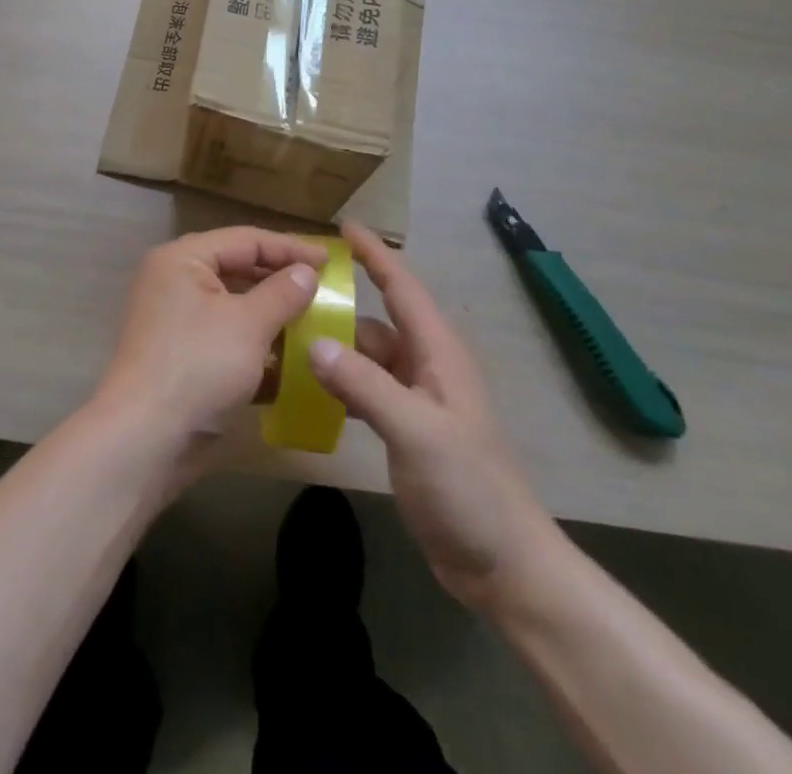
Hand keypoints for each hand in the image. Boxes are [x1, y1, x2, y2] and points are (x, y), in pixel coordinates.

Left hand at [95, 228, 325, 459]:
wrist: (146, 439)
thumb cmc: (199, 365)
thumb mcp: (248, 324)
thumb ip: (282, 292)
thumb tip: (307, 271)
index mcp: (183, 260)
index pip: (245, 240)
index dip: (290, 248)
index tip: (332, 261)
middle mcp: (175, 282)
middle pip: (238, 270)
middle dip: (281, 282)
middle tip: (326, 289)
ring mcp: (177, 322)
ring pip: (234, 308)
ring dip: (273, 316)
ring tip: (316, 323)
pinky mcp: (184, 358)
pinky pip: (226, 339)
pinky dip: (256, 346)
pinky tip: (292, 360)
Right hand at [309, 223, 563, 607]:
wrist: (505, 564)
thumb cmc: (469, 488)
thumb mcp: (416, 431)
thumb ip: (365, 384)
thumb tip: (313, 342)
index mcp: (438, 353)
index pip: (403, 287)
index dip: (376, 254)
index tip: (343, 227)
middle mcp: (427, 366)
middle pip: (378, 320)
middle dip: (341, 302)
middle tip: (291, 291)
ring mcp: (417, 399)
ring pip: (368, 356)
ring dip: (335, 347)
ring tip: (287, 339)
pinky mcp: (406, 428)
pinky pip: (366, 388)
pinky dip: (340, 382)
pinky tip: (310, 388)